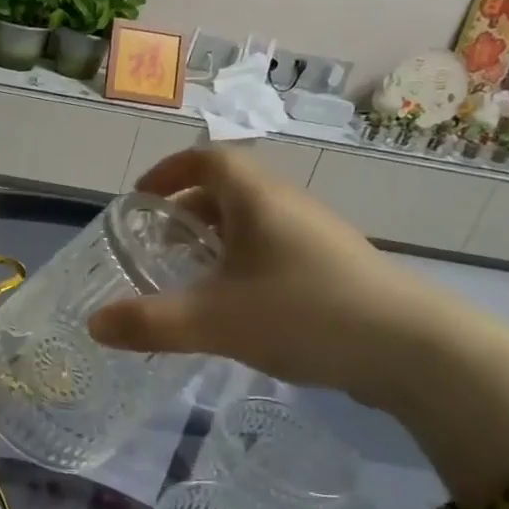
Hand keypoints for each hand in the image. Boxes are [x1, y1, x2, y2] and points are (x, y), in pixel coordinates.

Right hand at [86, 147, 449, 408]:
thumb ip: (149, 323)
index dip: (168, 171)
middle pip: (228, 191)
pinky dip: (243, 265)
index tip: (140, 199)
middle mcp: (287, 205)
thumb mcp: (214, 320)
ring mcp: (316, 236)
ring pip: (253, 223)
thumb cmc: (304, 313)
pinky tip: (237, 308)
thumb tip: (93, 324)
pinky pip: (275, 250)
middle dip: (185, 213)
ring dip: (216, 241)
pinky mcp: (335, 267)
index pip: (206, 158)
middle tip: (157, 247)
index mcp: (256, 198)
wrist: (414, 350)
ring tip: (191, 279)